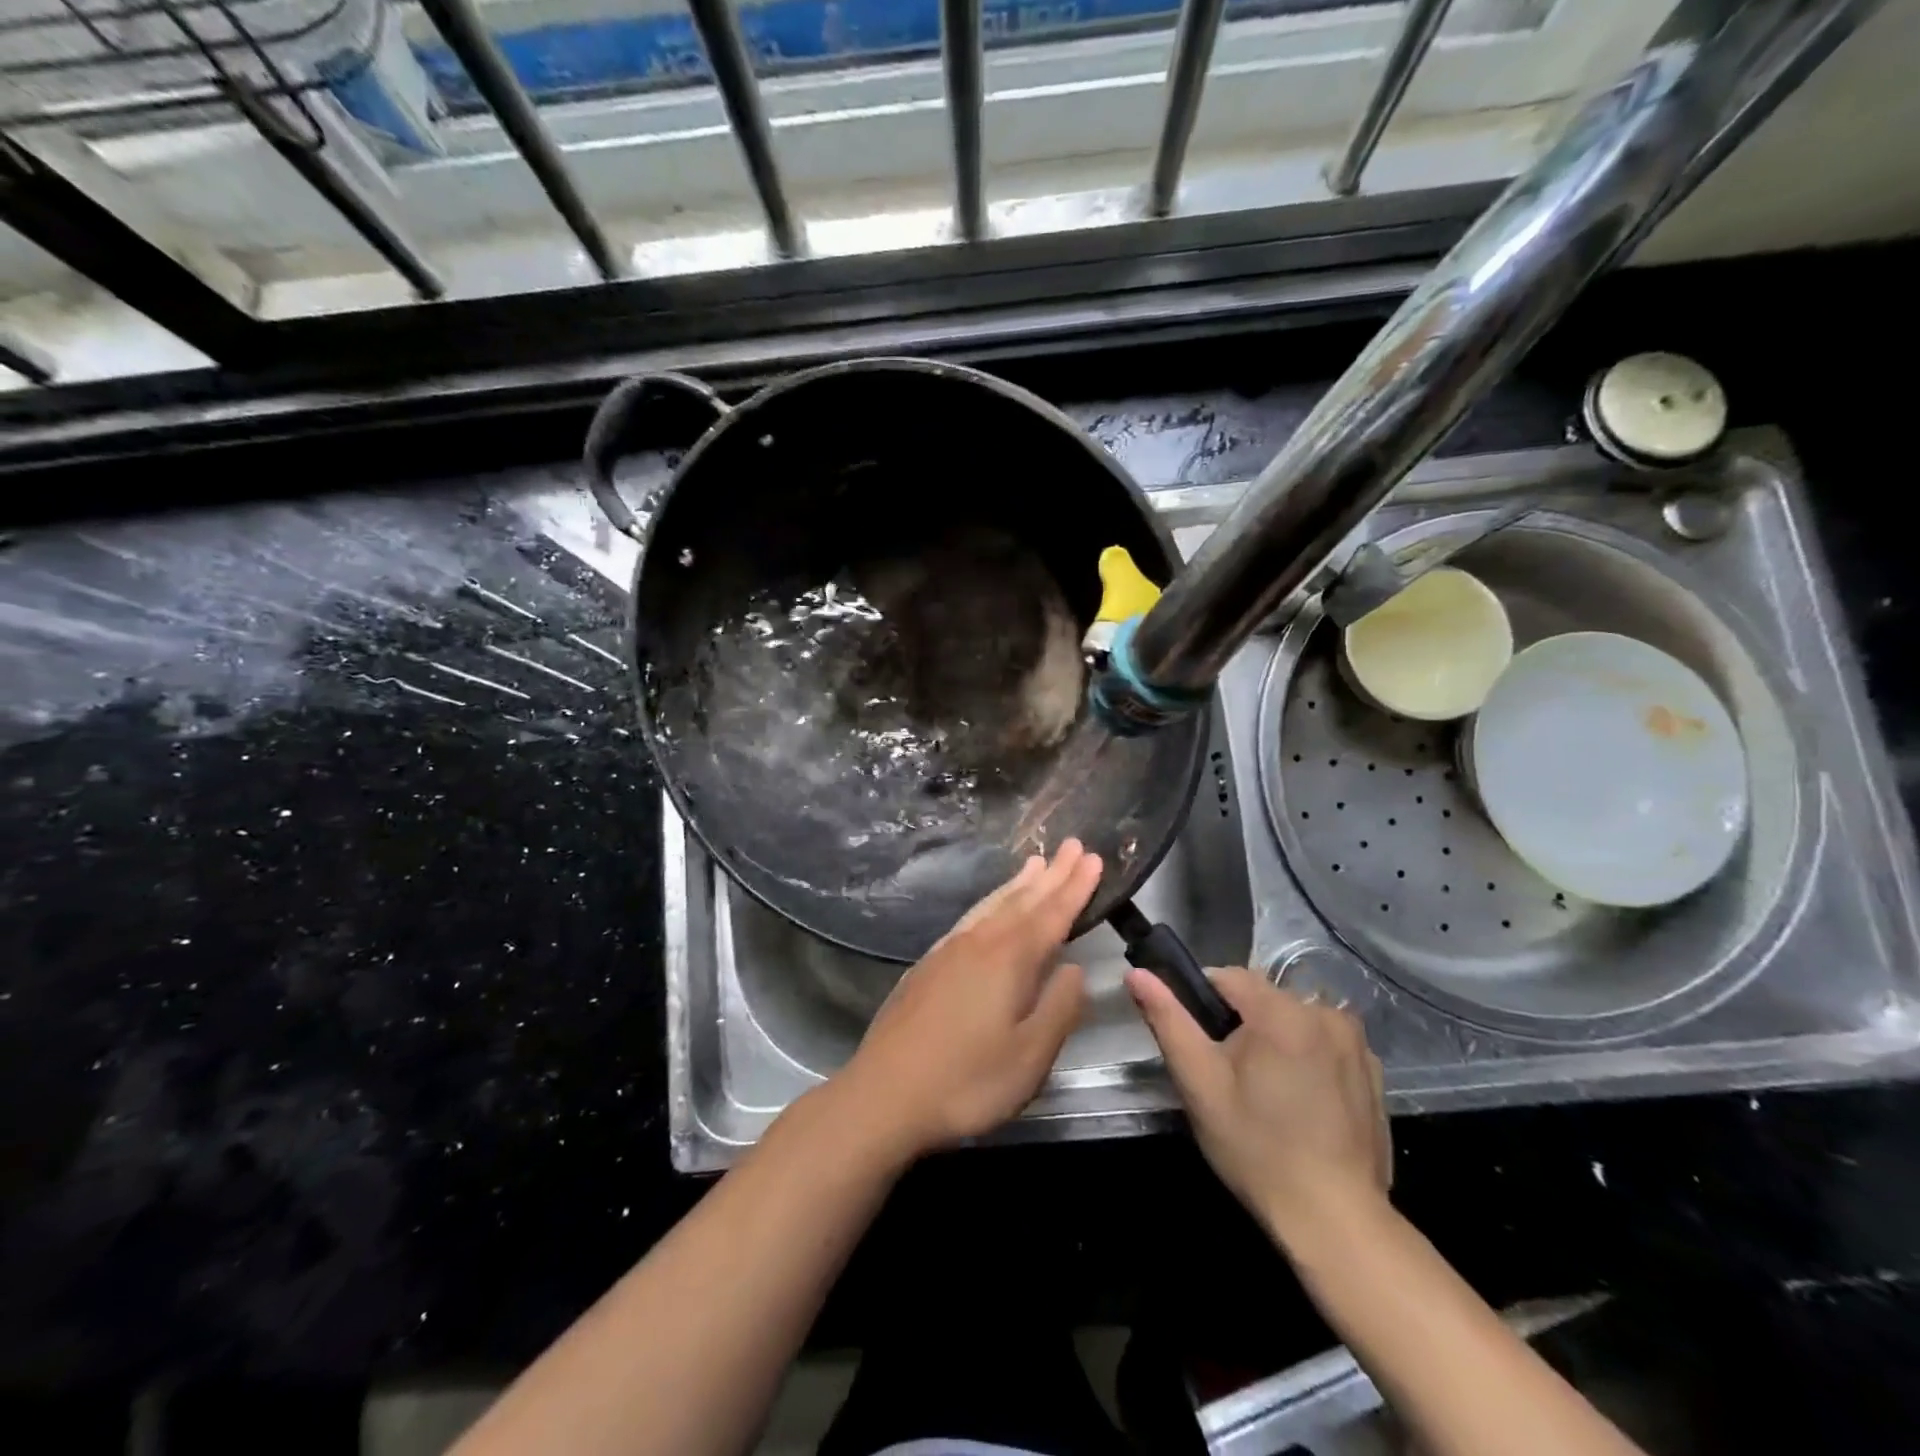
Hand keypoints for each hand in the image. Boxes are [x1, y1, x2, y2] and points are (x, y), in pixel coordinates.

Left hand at [837, 840, 1101, 1158]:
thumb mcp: (1030, 1056)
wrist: (884, 1093)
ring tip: (1036, 863)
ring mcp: (949, 950)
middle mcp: (979, 943)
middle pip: (1022, 900)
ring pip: (992, 905)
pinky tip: (990, 908)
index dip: (1075, 887)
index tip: (1093, 858)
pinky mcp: (928, 963)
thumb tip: (1075, 969)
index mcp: (1009, 960)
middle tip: (1072, 845)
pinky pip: (971, 918)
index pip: (1051, 914)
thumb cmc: (966, 1081)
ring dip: (1018, 884)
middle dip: (1052, 874)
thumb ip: (1059, 1008)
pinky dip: (990, 902)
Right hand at [1128, 967, 1391, 1249]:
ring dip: (1275, 1039)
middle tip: (1230, 1078)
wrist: (1334, 1220)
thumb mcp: (1199, 1082)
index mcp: (1282, 1010)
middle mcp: (1325, 1012)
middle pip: (1263, 998)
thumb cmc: (1256, 1148)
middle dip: (1241, 1025)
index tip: (1201, 1047)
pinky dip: (1307, 1058)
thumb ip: (1167, 1019)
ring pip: (1293, 1020)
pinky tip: (1301, 1103)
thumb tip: (1136, 973)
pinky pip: (1323, 1043)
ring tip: (1267, 1093)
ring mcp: (1356, 1042)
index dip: (1203, 1004)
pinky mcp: (1373, 1070)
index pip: (1227, 977)